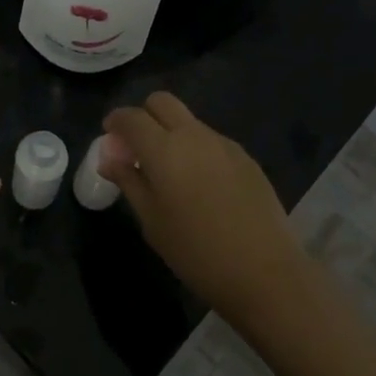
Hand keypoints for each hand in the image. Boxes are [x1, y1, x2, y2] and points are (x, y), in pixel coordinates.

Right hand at [101, 91, 310, 327]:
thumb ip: (129, 181)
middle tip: (137, 147)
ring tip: (170, 172)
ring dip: (172, 133)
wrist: (266, 273)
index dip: (115, 121)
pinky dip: (196, 149)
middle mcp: (194, 135)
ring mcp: (224, 144)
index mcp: (164, 149)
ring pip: (189, 121)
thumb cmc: (196, 252)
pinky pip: (211, 140)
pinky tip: (201, 185)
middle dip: (144, 116)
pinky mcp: (246, 158)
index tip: (109, 137)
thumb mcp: (152, 221)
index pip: (132, 117)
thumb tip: (109, 158)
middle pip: (162, 102)